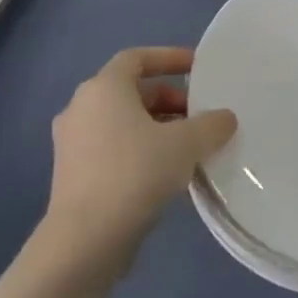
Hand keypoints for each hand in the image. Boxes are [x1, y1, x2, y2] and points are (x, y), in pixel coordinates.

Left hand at [45, 47, 236, 274]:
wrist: (85, 239)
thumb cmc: (135, 173)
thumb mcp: (186, 144)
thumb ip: (212, 124)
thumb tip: (224, 118)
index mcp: (103, 88)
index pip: (137, 58)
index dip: (170, 57)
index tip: (198, 67)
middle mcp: (81, 108)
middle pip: (132, 91)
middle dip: (170, 99)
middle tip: (200, 116)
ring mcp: (72, 143)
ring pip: (123, 122)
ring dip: (158, 128)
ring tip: (191, 147)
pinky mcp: (73, 175)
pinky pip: (114, 149)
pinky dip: (142, 151)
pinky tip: (170, 175)